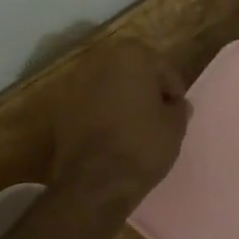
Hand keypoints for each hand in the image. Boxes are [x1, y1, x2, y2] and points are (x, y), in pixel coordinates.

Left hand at [50, 38, 191, 203]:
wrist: (93, 183)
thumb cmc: (142, 145)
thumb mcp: (175, 127)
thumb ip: (178, 109)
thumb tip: (176, 105)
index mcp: (131, 55)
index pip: (162, 68)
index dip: (172, 91)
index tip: (176, 111)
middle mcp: (99, 61)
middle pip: (131, 72)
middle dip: (145, 90)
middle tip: (158, 115)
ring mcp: (75, 83)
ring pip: (108, 87)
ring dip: (121, 100)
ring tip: (134, 127)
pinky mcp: (59, 108)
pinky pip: (90, 105)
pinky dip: (101, 114)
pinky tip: (112, 136)